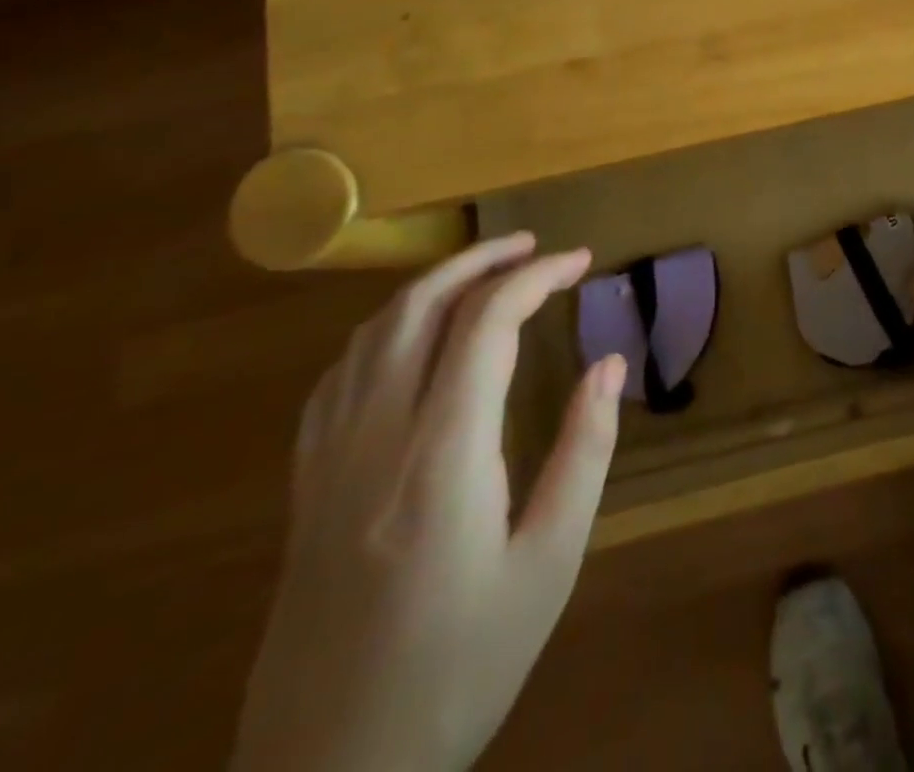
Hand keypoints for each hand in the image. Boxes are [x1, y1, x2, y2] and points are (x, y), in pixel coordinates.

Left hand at [232, 234, 625, 771]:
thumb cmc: (460, 668)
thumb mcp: (549, 564)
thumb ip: (583, 452)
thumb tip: (609, 363)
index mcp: (441, 455)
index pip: (486, 324)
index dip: (536, 276)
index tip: (581, 260)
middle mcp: (376, 439)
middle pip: (419, 308)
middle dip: (480, 260)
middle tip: (534, 245)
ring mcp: (328, 462)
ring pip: (372, 334)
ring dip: (432, 286)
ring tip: (485, 274)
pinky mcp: (304, 489)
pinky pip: (338, 377)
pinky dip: (385, 331)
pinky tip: (411, 339)